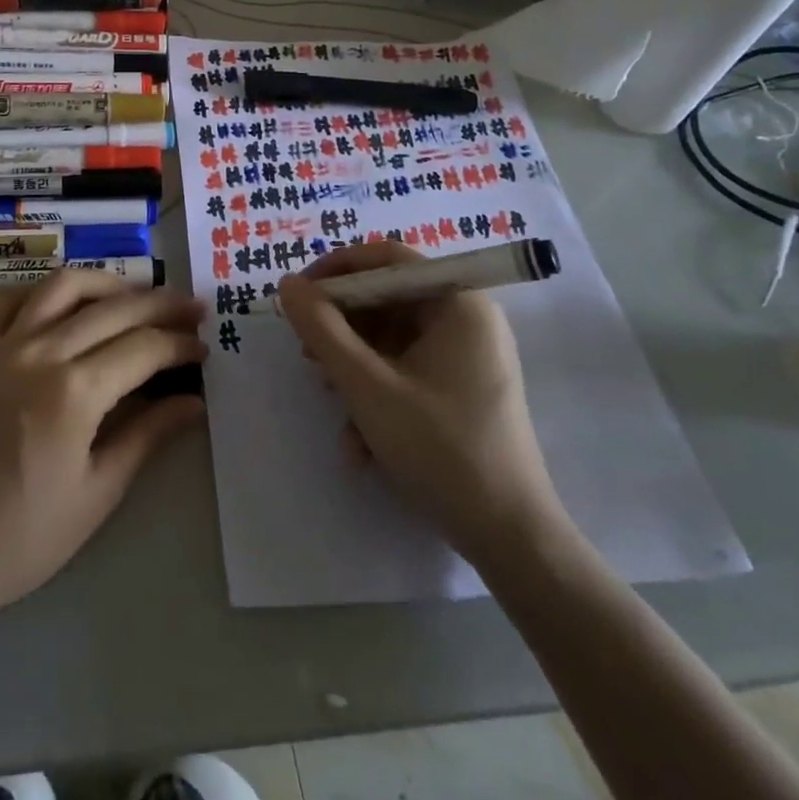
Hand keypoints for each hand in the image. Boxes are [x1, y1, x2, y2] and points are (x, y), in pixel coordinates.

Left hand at [0, 270, 206, 621]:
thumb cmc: (19, 538)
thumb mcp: (96, 494)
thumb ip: (147, 436)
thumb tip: (194, 402)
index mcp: (75, 391)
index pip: (144, 348)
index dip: (180, 344)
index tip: (204, 349)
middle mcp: (41, 351)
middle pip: (113, 308)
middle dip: (161, 304)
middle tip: (192, 309)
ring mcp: (3, 344)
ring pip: (64, 286)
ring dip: (107, 283)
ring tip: (136, 295)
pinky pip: (12, 299)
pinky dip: (45, 290)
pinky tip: (65, 303)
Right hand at [278, 241, 563, 551]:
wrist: (511, 540)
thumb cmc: (440, 449)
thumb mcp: (367, 386)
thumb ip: (322, 329)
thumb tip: (287, 284)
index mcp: (458, 303)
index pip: (388, 259)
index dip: (337, 270)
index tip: (299, 294)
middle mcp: (467, 319)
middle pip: (388, 299)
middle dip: (342, 325)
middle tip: (307, 352)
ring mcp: (468, 356)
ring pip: (392, 339)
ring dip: (354, 365)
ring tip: (329, 396)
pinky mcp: (462, 389)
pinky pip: (408, 370)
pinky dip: (378, 392)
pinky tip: (360, 440)